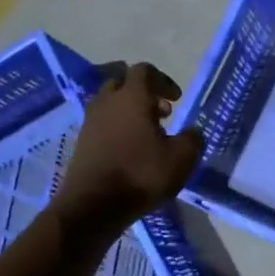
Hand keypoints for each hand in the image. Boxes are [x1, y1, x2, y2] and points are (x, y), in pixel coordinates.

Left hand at [52, 62, 204, 234]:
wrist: (93, 205)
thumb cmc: (141, 174)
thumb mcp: (182, 158)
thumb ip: (192, 139)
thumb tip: (192, 132)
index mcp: (132, 97)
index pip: (144, 70)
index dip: (164, 80)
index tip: (177, 99)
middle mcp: (107, 102)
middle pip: (123, 83)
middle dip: (144, 93)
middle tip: (162, 113)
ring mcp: (90, 122)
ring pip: (111, 104)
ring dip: (130, 112)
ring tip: (149, 135)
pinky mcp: (82, 143)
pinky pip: (102, 124)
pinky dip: (117, 129)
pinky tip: (131, 151)